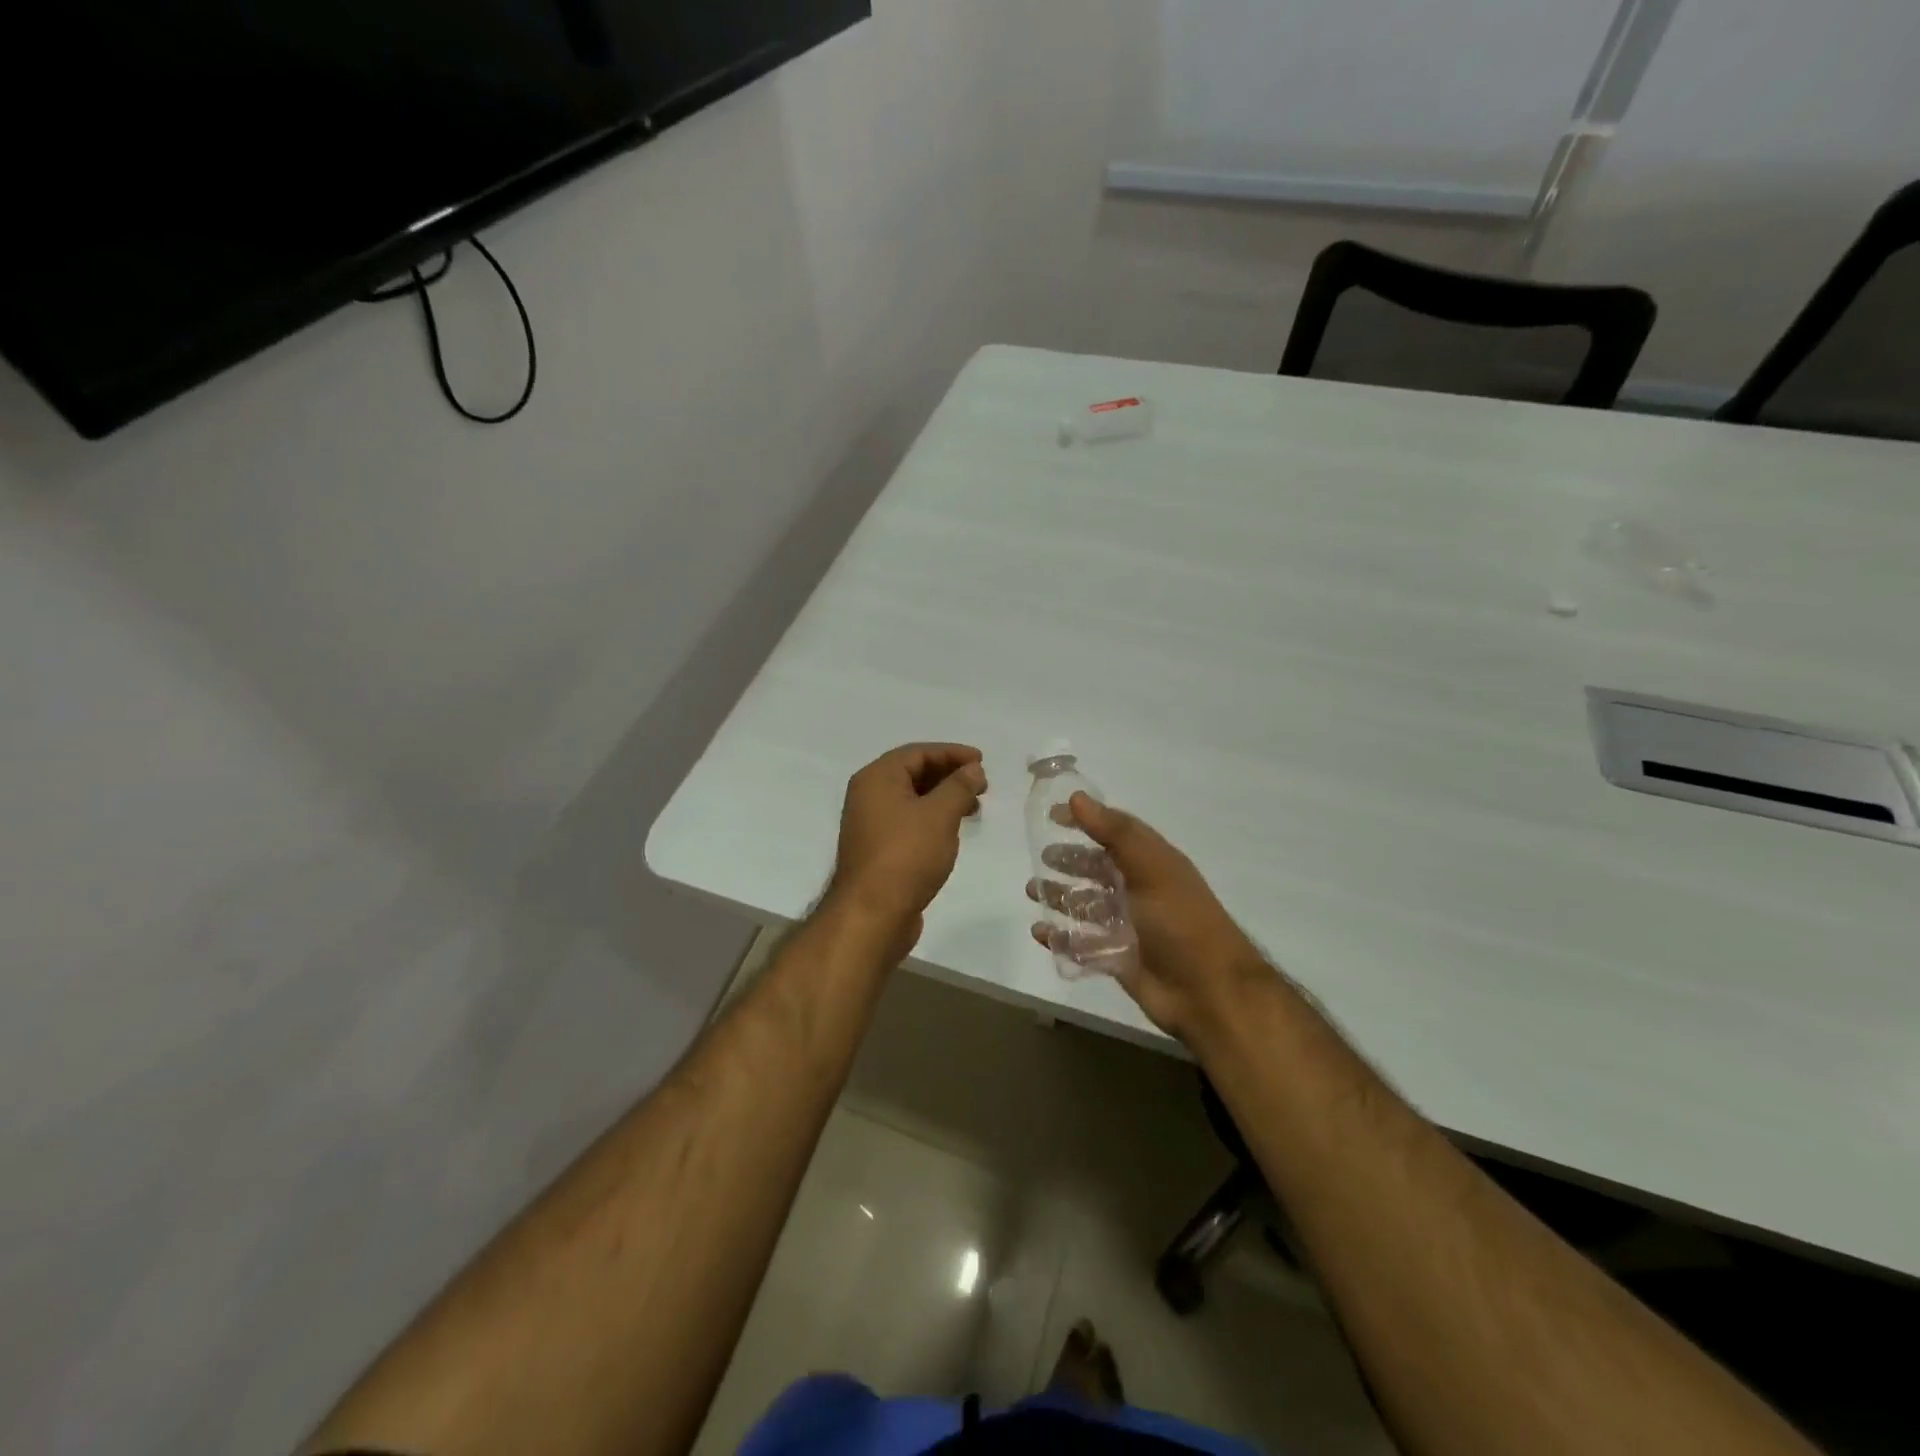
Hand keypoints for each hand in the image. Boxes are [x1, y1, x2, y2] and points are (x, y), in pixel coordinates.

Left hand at [828, 743, 987, 952]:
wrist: (872, 914)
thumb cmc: (906, 856)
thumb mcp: (939, 815)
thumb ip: (959, 786)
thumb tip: (972, 768)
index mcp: (877, 778)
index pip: (918, 752)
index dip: (952, 753)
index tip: (982, 761)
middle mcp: (868, 795)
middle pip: (913, 773)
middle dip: (949, 775)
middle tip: (981, 785)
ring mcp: (871, 824)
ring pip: (912, 799)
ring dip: (943, 798)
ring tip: (973, 809)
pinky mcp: (878, 849)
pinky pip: (908, 821)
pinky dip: (932, 818)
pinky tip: (951, 831)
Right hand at [1028, 793, 1267, 1043]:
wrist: (1208, 991)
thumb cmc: (1181, 921)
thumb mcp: (1151, 868)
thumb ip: (1114, 833)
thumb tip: (1076, 798)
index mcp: (1151, 864)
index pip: (1114, 833)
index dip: (1086, 821)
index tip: (1052, 815)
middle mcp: (1138, 891)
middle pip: (1097, 870)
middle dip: (1069, 862)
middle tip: (1041, 857)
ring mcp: (1127, 926)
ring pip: (1085, 906)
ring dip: (1059, 897)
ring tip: (1033, 891)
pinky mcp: (1116, 959)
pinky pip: (1081, 944)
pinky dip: (1060, 937)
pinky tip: (1040, 932)